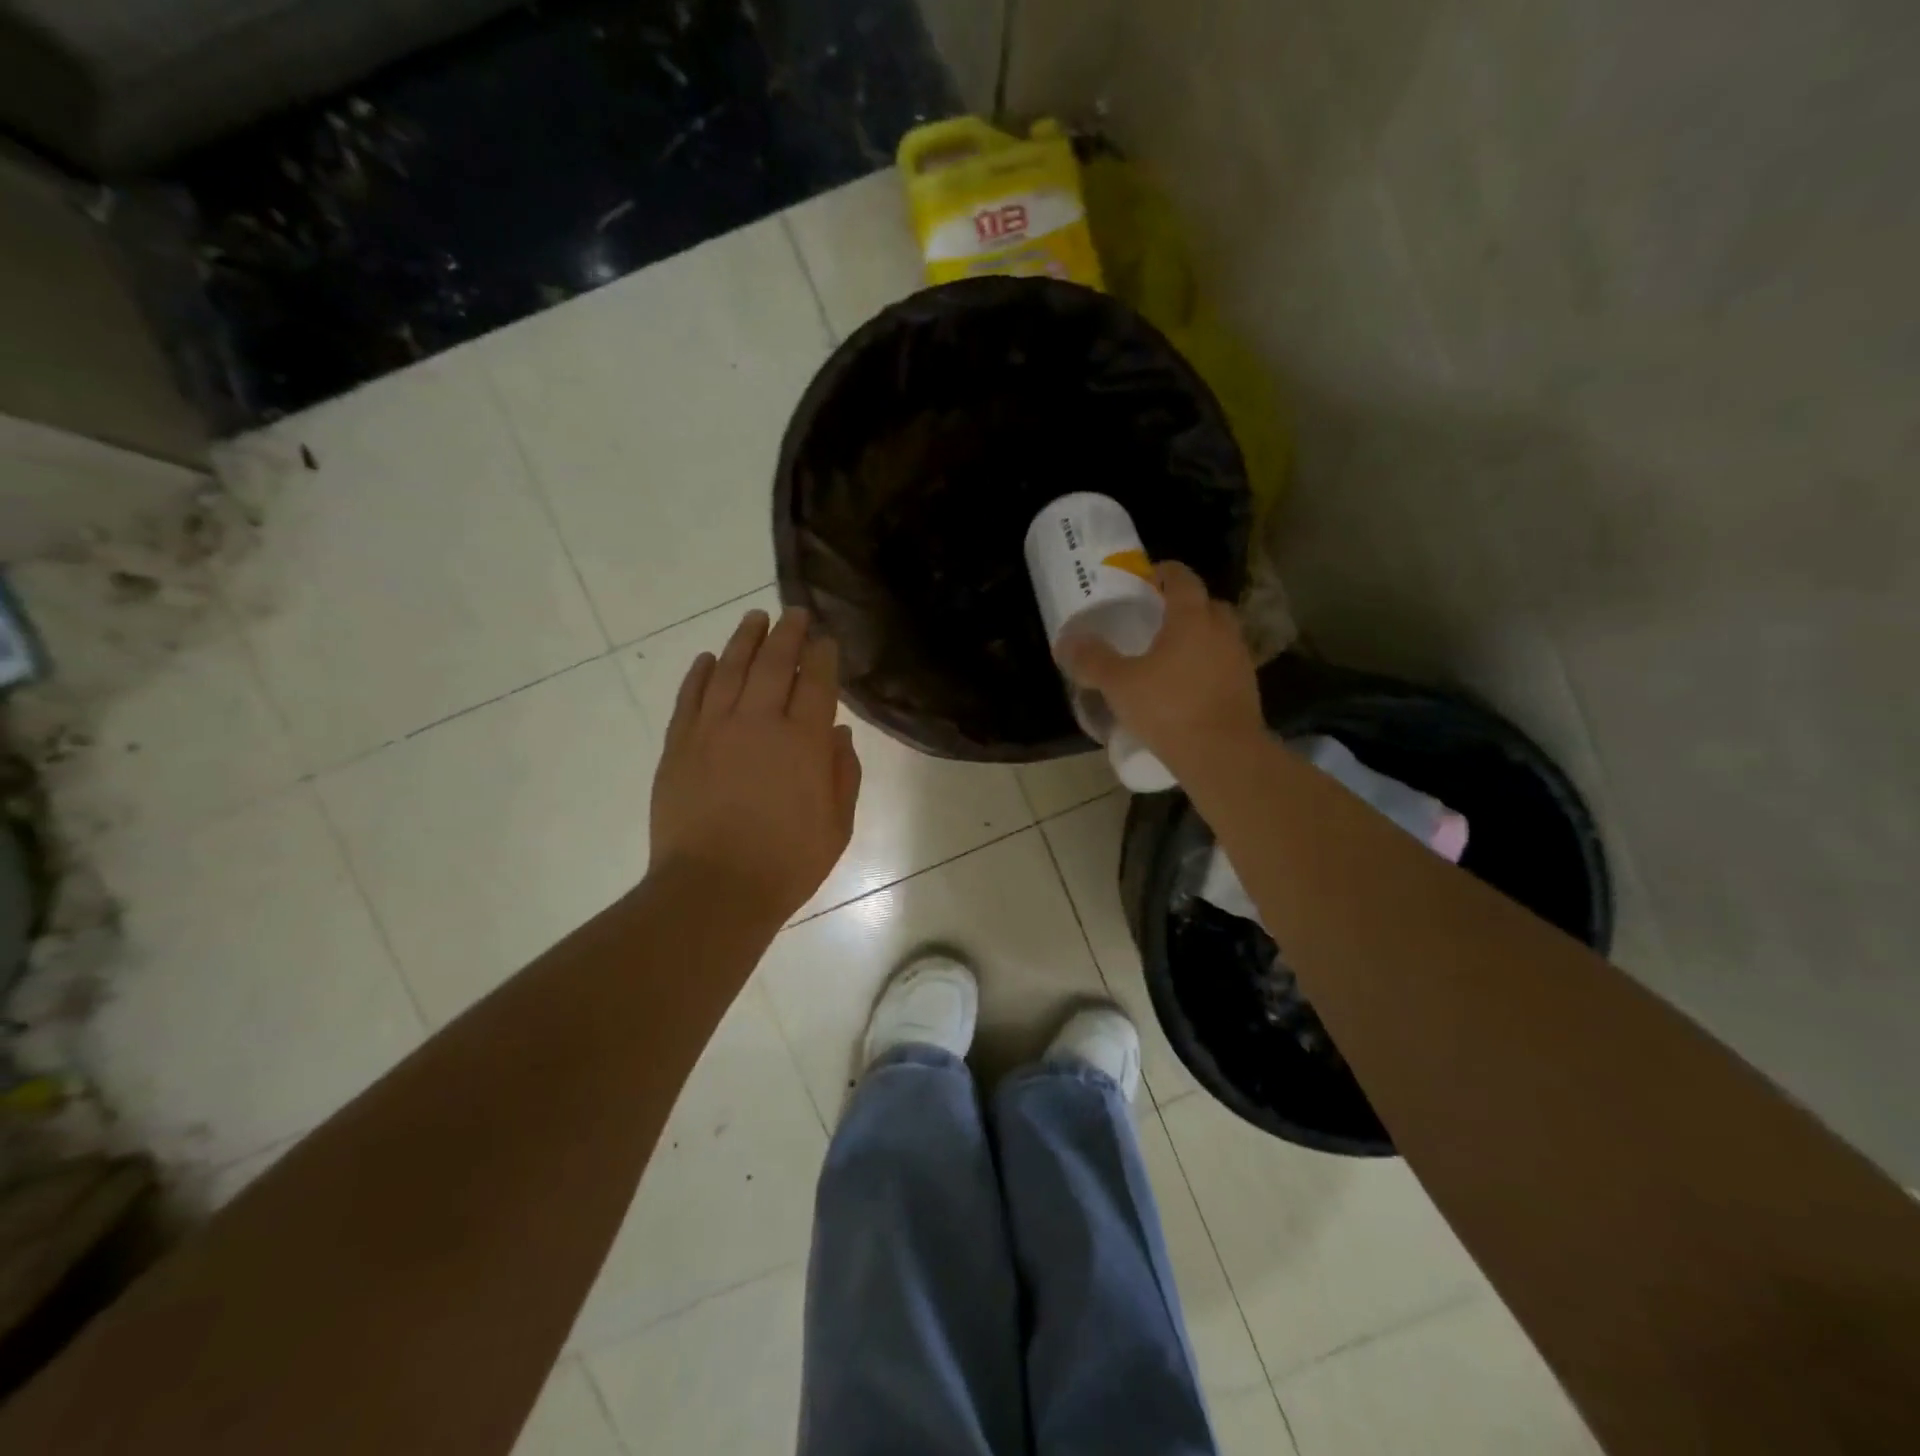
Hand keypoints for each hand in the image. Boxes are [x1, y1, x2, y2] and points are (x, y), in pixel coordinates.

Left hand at [650, 607, 861, 924]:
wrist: (713, 890)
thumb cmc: (786, 863)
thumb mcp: (837, 825)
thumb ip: (842, 774)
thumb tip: (837, 734)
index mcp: (802, 741)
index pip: (815, 682)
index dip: (822, 656)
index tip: (825, 639)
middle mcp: (757, 722)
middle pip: (773, 663)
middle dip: (786, 634)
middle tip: (793, 613)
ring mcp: (712, 730)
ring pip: (728, 670)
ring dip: (743, 640)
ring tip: (754, 618)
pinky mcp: (679, 746)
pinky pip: (689, 697)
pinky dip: (698, 674)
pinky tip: (705, 659)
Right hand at [1059, 560, 1263, 774]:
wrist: (1223, 755)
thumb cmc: (1169, 708)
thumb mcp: (1119, 684)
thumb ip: (1092, 660)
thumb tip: (1067, 641)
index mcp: (1192, 618)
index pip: (1183, 579)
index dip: (1164, 573)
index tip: (1147, 580)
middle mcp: (1221, 631)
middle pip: (1207, 605)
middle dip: (1185, 606)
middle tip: (1158, 620)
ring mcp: (1239, 660)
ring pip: (1219, 636)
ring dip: (1199, 638)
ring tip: (1170, 656)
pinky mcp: (1247, 689)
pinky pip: (1224, 665)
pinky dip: (1208, 667)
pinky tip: (1186, 687)